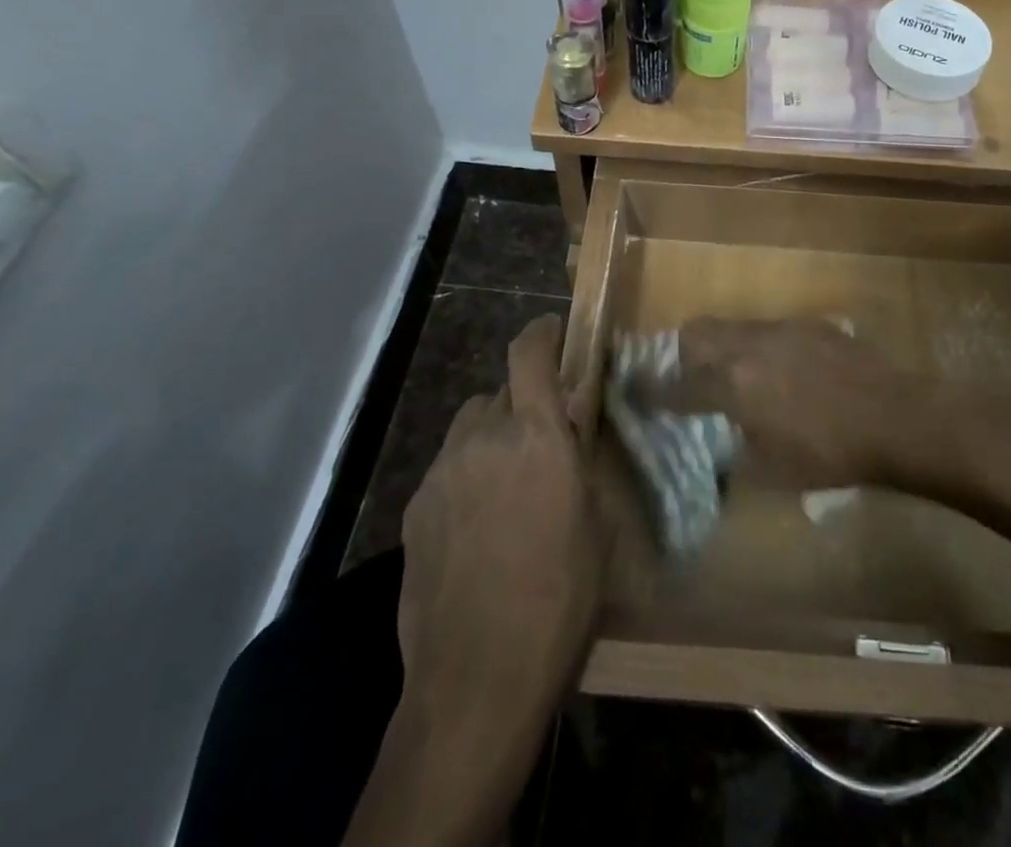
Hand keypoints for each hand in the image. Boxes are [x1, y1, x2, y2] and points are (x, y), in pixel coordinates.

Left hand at [397, 314, 604, 731]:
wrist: (476, 680)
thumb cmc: (559, 598)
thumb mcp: (595, 524)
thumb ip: (578, 463)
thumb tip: (569, 433)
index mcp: (536, 435)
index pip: (529, 354)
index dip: (541, 333)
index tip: (552, 331)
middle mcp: (483, 438)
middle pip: (498, 393)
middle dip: (521, 404)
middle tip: (539, 440)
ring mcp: (441, 472)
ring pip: (469, 428)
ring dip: (490, 438)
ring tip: (505, 484)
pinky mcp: (414, 508)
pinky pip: (447, 469)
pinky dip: (466, 476)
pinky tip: (476, 525)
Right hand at [654, 318, 932, 489]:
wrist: (895, 417)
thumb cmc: (831, 454)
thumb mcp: (774, 472)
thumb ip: (736, 457)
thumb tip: (721, 451)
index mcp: (733, 385)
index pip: (678, 386)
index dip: (652, 392)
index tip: (635, 393)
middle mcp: (749, 346)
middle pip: (697, 333)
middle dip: (682, 353)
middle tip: (688, 377)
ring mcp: (781, 329)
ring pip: (733, 326)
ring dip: (723, 347)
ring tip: (738, 374)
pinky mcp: (810, 324)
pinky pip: (770, 328)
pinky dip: (761, 346)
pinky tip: (784, 371)